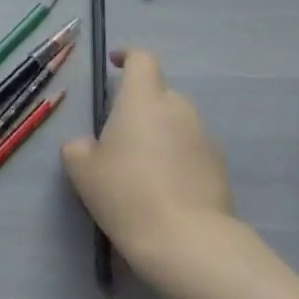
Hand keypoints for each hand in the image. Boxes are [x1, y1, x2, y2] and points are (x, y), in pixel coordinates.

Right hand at [60, 49, 239, 285]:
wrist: (186, 241)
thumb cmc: (125, 192)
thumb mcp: (81, 168)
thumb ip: (79, 146)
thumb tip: (88, 144)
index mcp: (143, 100)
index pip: (142, 59)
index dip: (128, 57)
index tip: (114, 65)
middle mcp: (178, 109)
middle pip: (159, 93)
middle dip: (140, 105)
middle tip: (118, 133)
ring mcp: (204, 138)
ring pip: (176, 123)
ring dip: (159, 133)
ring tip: (140, 165)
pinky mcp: (219, 167)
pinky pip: (191, 150)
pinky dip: (176, 158)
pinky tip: (162, 187)